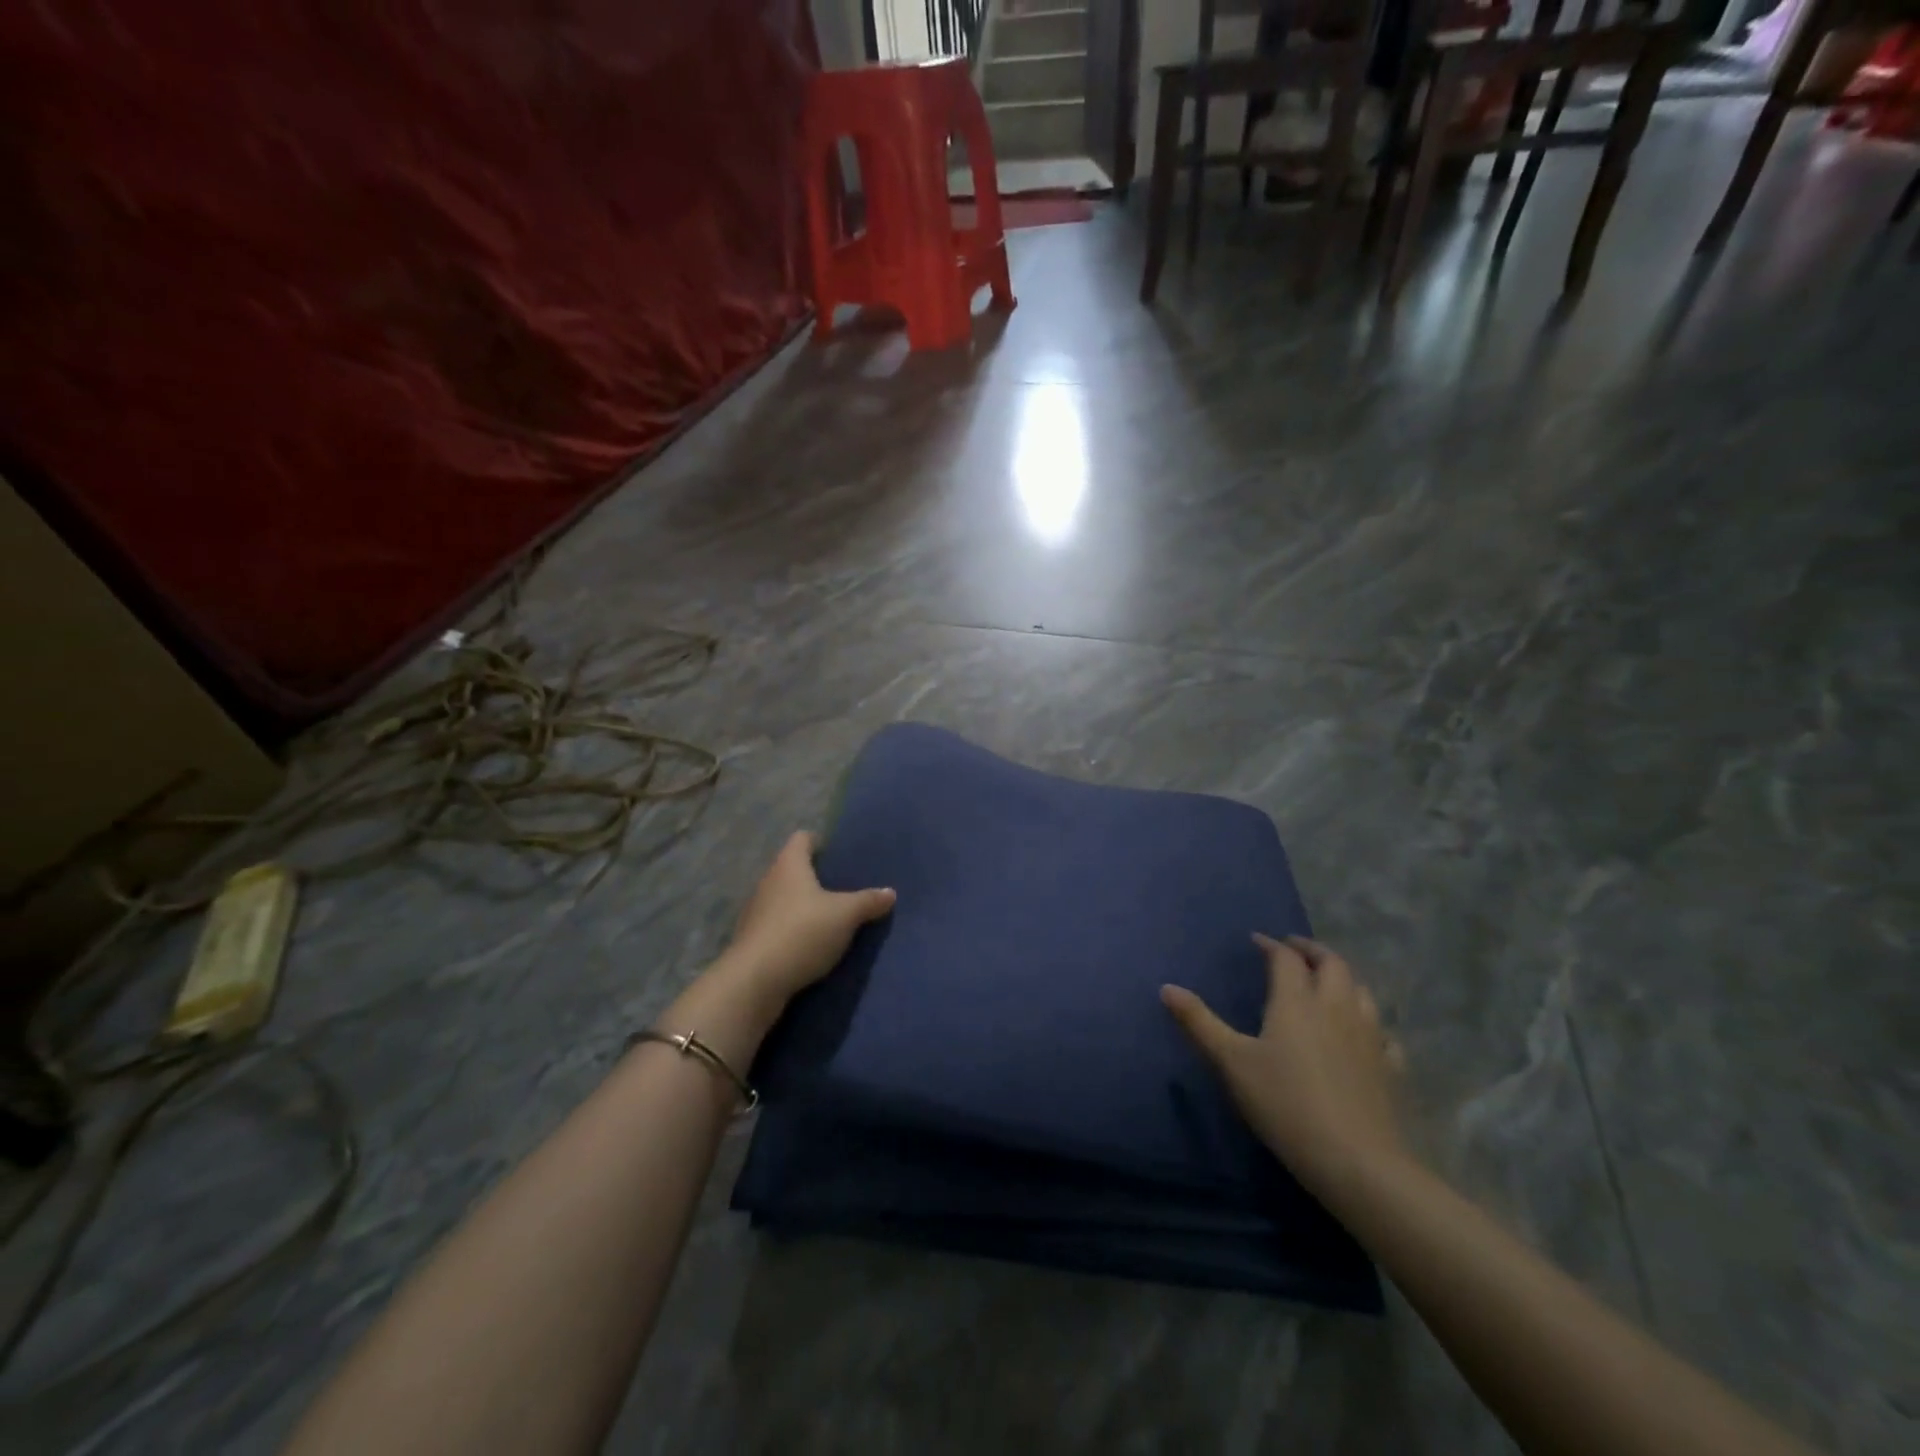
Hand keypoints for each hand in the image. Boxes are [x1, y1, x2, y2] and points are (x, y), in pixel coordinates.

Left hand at [717, 831, 895, 1007]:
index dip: (819, 841)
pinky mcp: (753, 941)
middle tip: (843, 887)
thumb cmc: (802, 932)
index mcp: (789, 866)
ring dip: (804, 906)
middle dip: (815, 877)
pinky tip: (812, 944)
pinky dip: (794, 930)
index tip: (838, 853)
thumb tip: (890, 892)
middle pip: (792, 869)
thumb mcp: (845, 916)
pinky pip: (778, 926)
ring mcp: (756, 912)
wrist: (755, 981)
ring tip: (831, 917)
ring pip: (784, 899)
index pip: (802, 839)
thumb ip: (868, 902)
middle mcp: (768, 882)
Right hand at [1162, 935, 1407, 1207]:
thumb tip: (1166, 988)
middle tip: (1295, 950)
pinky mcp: (1390, 1068)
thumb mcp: (1231, 1062)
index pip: (1286, 959)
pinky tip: (1364, 1035)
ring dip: (1343, 978)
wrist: (1357, 1161)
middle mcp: (1336, 1007)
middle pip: (1333, 964)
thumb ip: (1199, 1022)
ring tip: (1328, 983)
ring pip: (1362, 991)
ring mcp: (1370, 1037)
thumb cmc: (1285, 1104)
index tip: (1258, 941)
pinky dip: (1370, 1022)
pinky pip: (1383, 1032)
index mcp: (1296, 1001)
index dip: (1271, 945)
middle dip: (1313, 951)